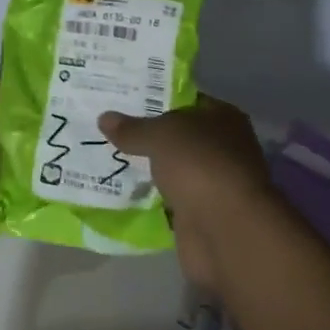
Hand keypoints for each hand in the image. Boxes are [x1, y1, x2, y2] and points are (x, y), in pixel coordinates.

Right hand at [98, 98, 273, 289]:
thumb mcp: (159, 136)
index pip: (186, 101)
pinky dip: (150, 197)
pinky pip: (168, 198)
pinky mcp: (201, 213)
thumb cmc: (199, 165)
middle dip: (147, 135)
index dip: (156, 99)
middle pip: (178, 137)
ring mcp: (213, 183)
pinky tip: (120, 189)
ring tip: (107, 157)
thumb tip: (105, 118)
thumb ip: (133, 128)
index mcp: (223, 118)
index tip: (122, 100)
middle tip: (107, 129)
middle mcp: (223, 147)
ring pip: (172, 169)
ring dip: (148, 168)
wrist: (225, 229)